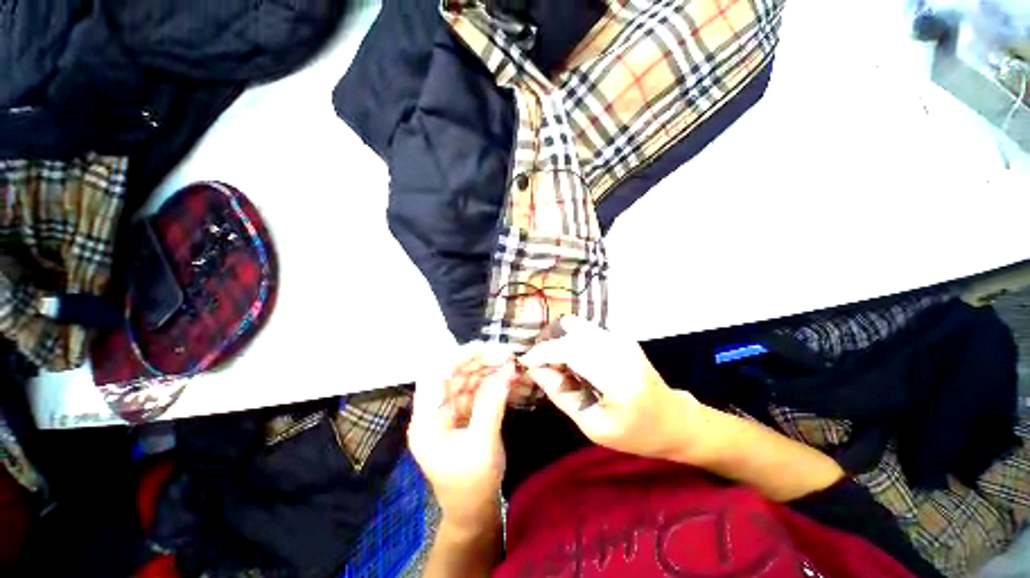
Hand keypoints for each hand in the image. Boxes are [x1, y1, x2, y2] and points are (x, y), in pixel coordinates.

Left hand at [408, 344, 511, 533]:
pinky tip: (508, 377)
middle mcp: (435, 411)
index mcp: (426, 420)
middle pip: (454, 375)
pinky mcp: (464, 415)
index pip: (434, 376)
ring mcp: (450, 412)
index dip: (456, 357)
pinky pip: (477, 391)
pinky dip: (492, 383)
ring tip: (510, 362)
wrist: (474, 512)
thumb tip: (506, 370)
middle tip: (505, 353)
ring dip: (489, 370)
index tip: (482, 347)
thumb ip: (492, 404)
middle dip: (479, 362)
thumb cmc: (472, 485)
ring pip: (467, 380)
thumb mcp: (482, 444)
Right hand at [521, 316, 700, 459]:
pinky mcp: (619, 337)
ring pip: (576, 325)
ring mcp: (621, 338)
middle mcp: (619, 347)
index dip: (542, 352)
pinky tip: (571, 362)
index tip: (525, 362)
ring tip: (555, 364)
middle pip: (570, 329)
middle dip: (548, 343)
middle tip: (539, 365)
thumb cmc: (635, 433)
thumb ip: (560, 394)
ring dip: (559, 340)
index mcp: (616, 376)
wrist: (673, 420)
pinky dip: (570, 341)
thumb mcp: (593, 426)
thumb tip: (534, 370)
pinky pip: (585, 330)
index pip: (569, 349)